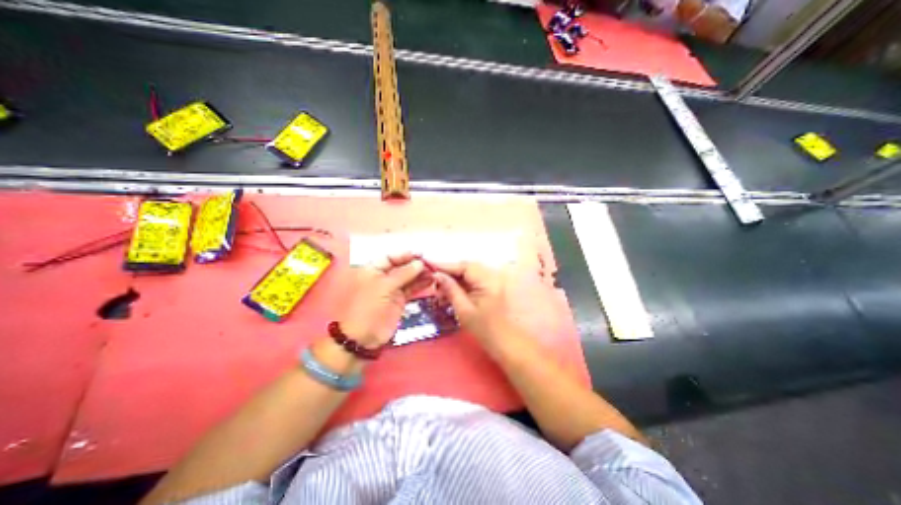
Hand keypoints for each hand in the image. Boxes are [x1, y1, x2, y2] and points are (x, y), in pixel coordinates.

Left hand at [340, 254, 433, 347]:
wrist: (363, 336)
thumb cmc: (368, 306)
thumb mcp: (384, 286)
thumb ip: (403, 274)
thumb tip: (420, 263)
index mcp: (372, 270)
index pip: (390, 257)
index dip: (404, 255)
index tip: (420, 254)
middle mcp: (383, 277)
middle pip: (401, 266)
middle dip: (414, 264)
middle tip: (430, 263)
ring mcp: (392, 289)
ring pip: (408, 277)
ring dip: (420, 274)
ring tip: (434, 271)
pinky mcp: (399, 299)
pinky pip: (411, 288)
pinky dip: (421, 284)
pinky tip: (431, 280)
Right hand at [430, 260, 509, 346]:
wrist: (505, 342)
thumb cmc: (484, 329)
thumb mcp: (463, 310)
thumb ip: (450, 289)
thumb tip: (437, 275)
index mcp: (488, 280)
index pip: (464, 266)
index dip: (446, 266)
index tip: (429, 267)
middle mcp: (492, 276)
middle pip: (466, 268)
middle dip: (449, 273)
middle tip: (434, 283)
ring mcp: (492, 281)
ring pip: (469, 273)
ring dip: (454, 280)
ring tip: (440, 292)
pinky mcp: (490, 287)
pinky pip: (473, 280)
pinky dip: (461, 285)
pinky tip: (450, 293)